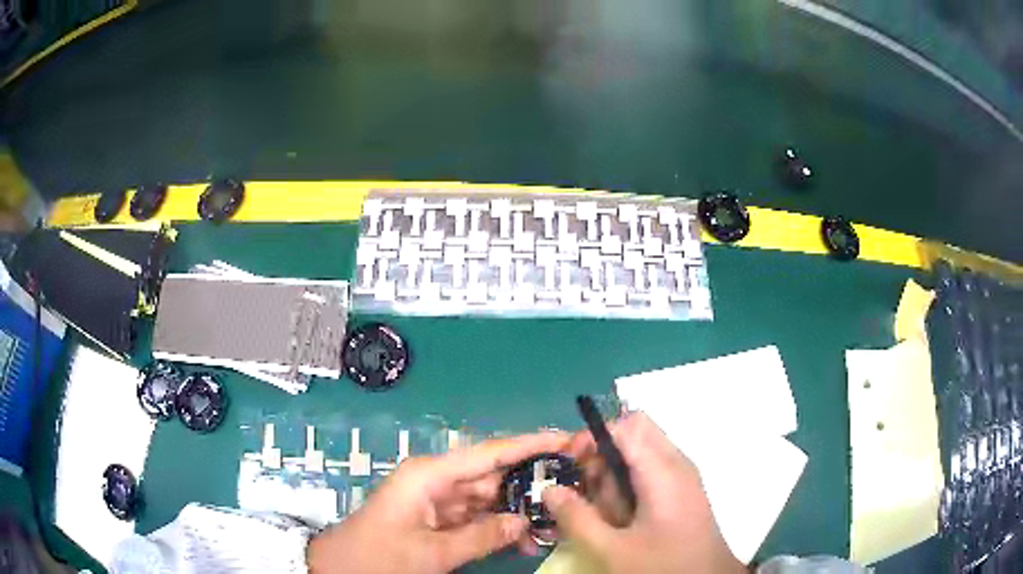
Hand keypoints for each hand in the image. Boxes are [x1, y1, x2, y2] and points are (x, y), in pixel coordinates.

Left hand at [307, 431, 569, 573]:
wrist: (341, 569)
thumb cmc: (380, 557)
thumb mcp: (432, 553)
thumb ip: (481, 537)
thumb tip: (523, 522)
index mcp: (430, 475)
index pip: (490, 453)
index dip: (531, 445)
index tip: (568, 440)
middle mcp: (437, 479)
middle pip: (494, 473)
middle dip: (532, 481)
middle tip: (574, 485)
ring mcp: (438, 499)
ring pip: (489, 497)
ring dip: (519, 510)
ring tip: (557, 520)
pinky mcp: (438, 517)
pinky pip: (477, 516)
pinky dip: (500, 526)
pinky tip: (526, 538)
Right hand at [543, 412, 745, 573]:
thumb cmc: (663, 565)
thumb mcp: (612, 549)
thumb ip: (577, 518)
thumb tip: (550, 490)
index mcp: (663, 471)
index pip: (625, 425)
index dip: (593, 437)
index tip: (570, 464)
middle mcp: (676, 464)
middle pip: (632, 435)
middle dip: (602, 458)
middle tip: (586, 492)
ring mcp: (682, 476)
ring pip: (640, 454)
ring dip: (614, 476)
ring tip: (605, 514)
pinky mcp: (682, 491)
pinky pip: (649, 472)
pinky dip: (628, 487)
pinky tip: (622, 519)